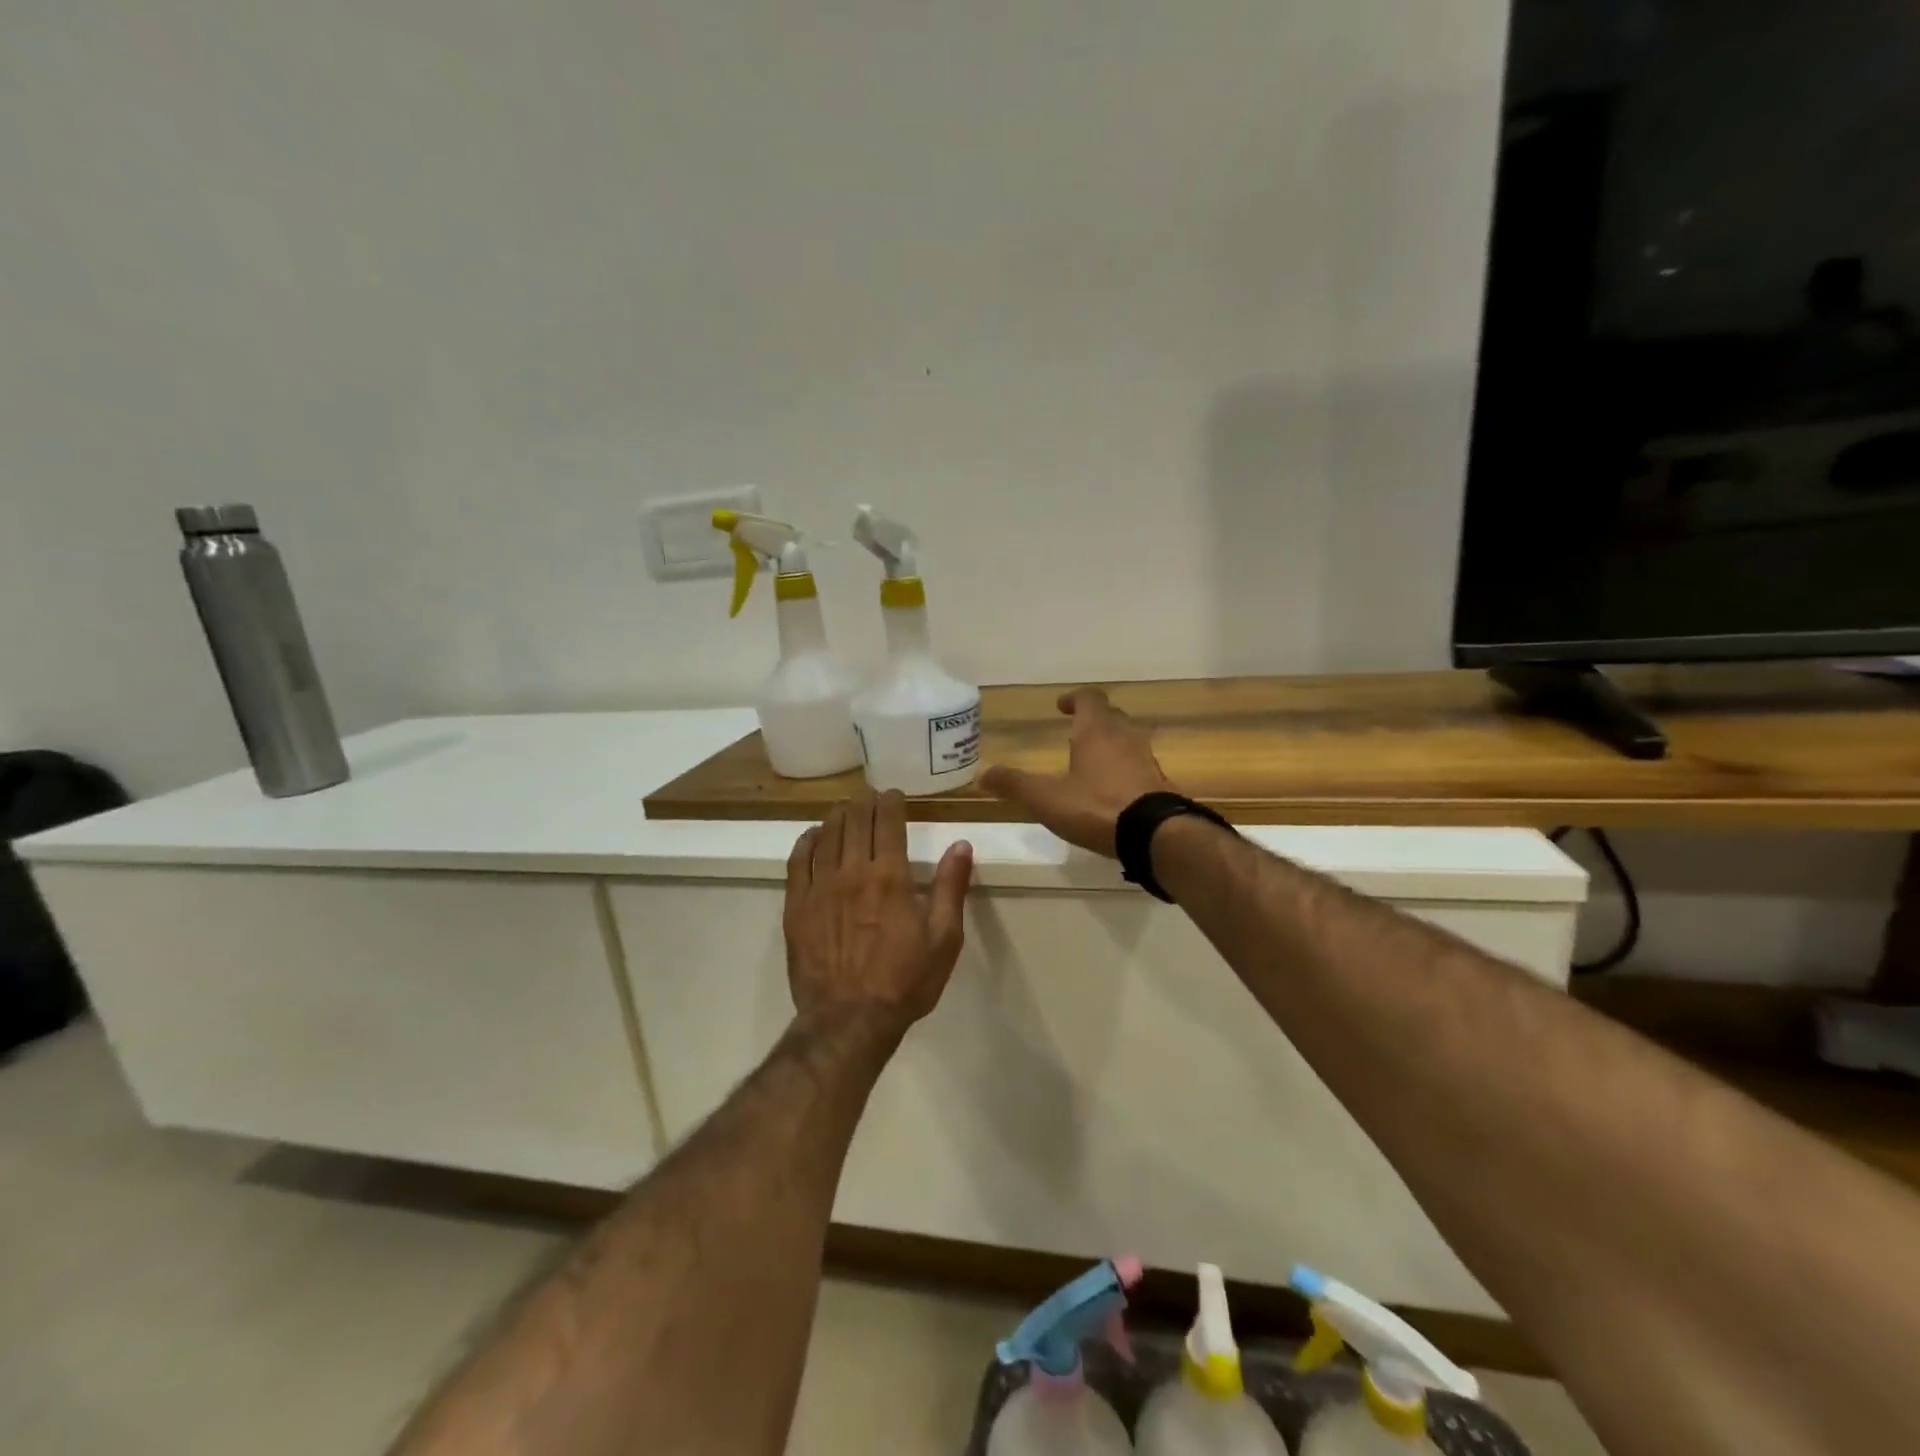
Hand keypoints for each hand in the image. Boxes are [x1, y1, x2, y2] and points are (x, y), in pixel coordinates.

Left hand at [784, 789, 973, 1034]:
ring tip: (844, 810)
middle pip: (855, 821)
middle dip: (864, 803)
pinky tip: (813, 836)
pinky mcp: (796, 906)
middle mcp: (852, 872)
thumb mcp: (943, 938)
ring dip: (837, 816)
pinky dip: (806, 842)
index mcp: (889, 876)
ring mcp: (820, 887)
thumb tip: (961, 845)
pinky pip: (798, 861)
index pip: (888, 822)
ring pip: (826, 835)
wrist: (849, 1020)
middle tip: (870, 799)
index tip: (894, 796)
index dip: (890, 802)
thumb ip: (951, 887)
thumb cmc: (904, 981)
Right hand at [979, 688, 1172, 857]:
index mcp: (1097, 731)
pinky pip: (1138, 766)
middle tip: (1074, 732)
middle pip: (1110, 717)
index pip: (1089, 698)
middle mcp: (1125, 737)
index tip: (1062, 706)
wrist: (1155, 834)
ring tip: (1090, 763)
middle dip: (1092, 721)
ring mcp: (1146, 760)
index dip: (1074, 699)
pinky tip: (1111, 791)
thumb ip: (1015, 785)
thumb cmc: (1096, 806)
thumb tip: (983, 775)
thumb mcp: (1047, 798)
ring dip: (1109, 745)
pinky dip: (1123, 769)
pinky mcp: (1158, 784)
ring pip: (1126, 741)